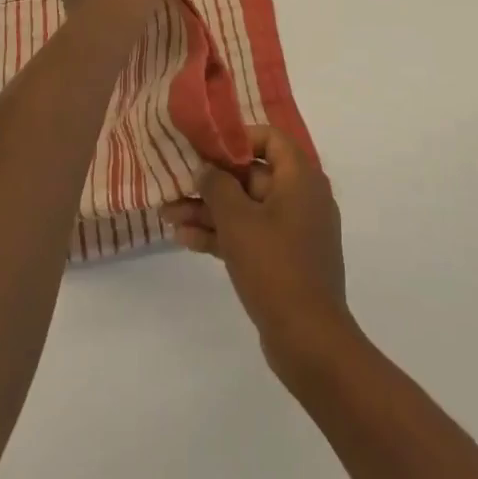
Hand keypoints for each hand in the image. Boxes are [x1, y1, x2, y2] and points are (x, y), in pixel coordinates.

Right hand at [162, 126, 356, 380]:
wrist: (309, 339)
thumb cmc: (274, 266)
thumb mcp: (237, 220)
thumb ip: (217, 186)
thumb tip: (206, 169)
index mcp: (300, 178)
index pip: (270, 138)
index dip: (237, 139)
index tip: (205, 148)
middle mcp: (301, 198)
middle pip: (252, 175)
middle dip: (211, 182)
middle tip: (175, 185)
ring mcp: (294, 231)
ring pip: (246, 208)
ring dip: (209, 211)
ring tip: (168, 215)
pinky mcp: (285, 260)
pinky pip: (251, 235)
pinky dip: (222, 235)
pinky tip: (185, 240)